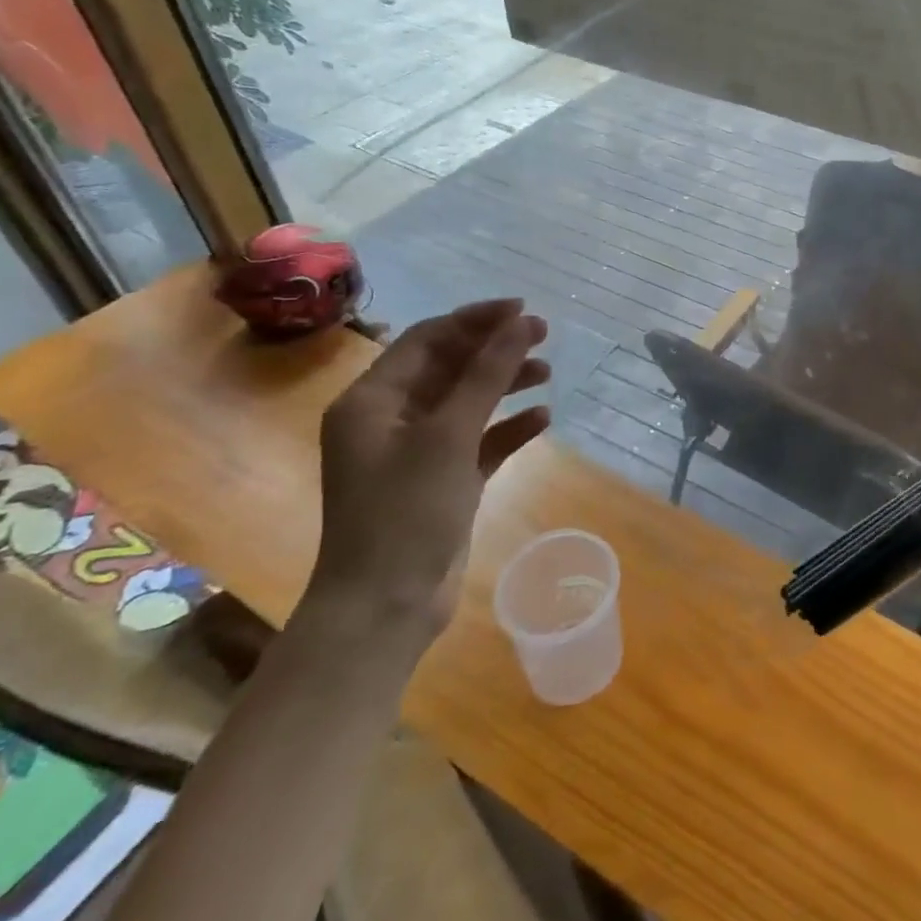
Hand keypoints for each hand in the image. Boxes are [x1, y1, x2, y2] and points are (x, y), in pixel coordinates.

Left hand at [312, 301, 549, 636]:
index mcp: (372, 400)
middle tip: (544, 336)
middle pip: (449, 367)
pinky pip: (478, 440)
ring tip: (548, 375)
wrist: (384, 609)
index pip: (428, 339)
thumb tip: (522, 323)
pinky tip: (542, 420)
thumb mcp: (448, 436)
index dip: (476, 319)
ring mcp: (416, 452)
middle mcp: (390, 419)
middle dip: (495, 350)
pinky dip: (507, 427)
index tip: (524, 310)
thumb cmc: (405, 512)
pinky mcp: (441, 481)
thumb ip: (487, 375)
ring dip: (505, 385)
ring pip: (467, 402)